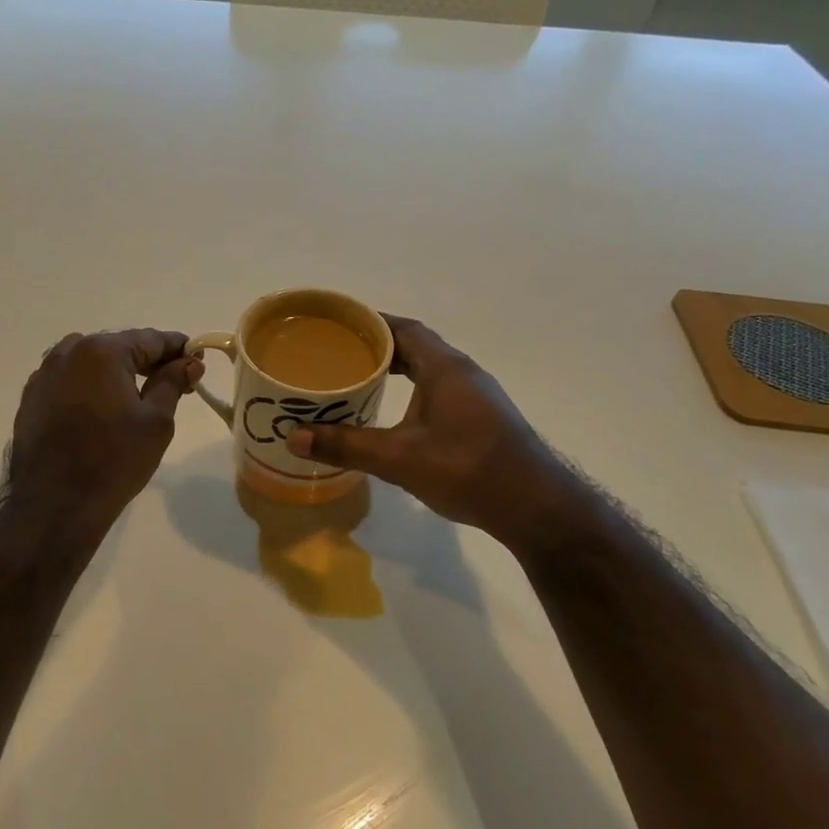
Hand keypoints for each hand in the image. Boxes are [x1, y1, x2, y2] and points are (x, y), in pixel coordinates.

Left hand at [6, 329, 203, 534]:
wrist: (55, 504)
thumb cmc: (114, 460)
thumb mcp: (156, 421)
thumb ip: (173, 383)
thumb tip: (189, 362)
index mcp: (101, 351)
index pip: (150, 339)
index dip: (178, 348)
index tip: (198, 359)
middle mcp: (68, 352)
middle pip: (119, 347)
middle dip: (148, 361)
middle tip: (176, 382)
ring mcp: (44, 374)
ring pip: (91, 362)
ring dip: (117, 372)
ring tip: (139, 397)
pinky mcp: (32, 398)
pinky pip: (70, 381)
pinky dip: (91, 387)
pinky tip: (103, 409)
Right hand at [286, 315, 565, 538]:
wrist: (534, 506)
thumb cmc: (467, 470)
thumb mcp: (399, 458)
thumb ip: (347, 445)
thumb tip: (294, 437)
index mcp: (445, 368)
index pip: (404, 328)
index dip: (370, 322)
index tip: (336, 326)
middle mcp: (462, 372)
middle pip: (415, 346)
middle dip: (376, 347)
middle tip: (337, 355)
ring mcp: (476, 395)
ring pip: (428, 370)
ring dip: (396, 370)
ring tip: (358, 380)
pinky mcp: (480, 418)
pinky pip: (438, 390)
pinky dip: (411, 390)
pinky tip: (394, 413)